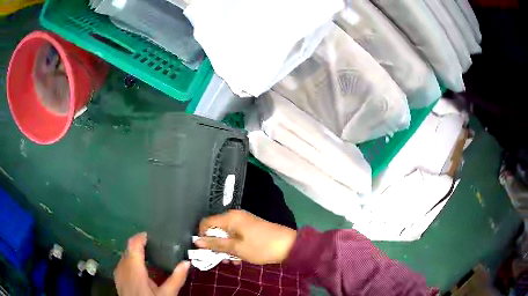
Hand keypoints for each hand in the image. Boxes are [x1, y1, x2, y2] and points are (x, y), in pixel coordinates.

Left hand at [114, 233, 189, 295]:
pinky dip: (131, 262)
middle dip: (140, 246)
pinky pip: (123, 264)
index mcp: (134, 269)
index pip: (133, 244)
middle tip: (154, 247)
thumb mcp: (167, 294)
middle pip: (129, 249)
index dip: (141, 237)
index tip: (152, 236)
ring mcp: (118, 273)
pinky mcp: (118, 279)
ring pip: (125, 256)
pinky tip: (140, 270)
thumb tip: (186, 263)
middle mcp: (123, 267)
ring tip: (149, 257)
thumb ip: (176, 278)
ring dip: (135, 254)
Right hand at [195, 210, 296, 264]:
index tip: (204, 250)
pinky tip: (239, 259)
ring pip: (226, 234)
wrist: (288, 245)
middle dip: (215, 244)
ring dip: (225, 248)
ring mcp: (244, 221)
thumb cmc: (260, 247)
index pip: (206, 222)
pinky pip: (236, 236)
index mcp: (230, 217)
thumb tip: (197, 241)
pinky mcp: (250, 227)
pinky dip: (234, 246)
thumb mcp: (236, 248)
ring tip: (231, 262)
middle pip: (216, 229)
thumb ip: (216, 244)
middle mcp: (235, 216)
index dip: (202, 236)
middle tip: (219, 259)